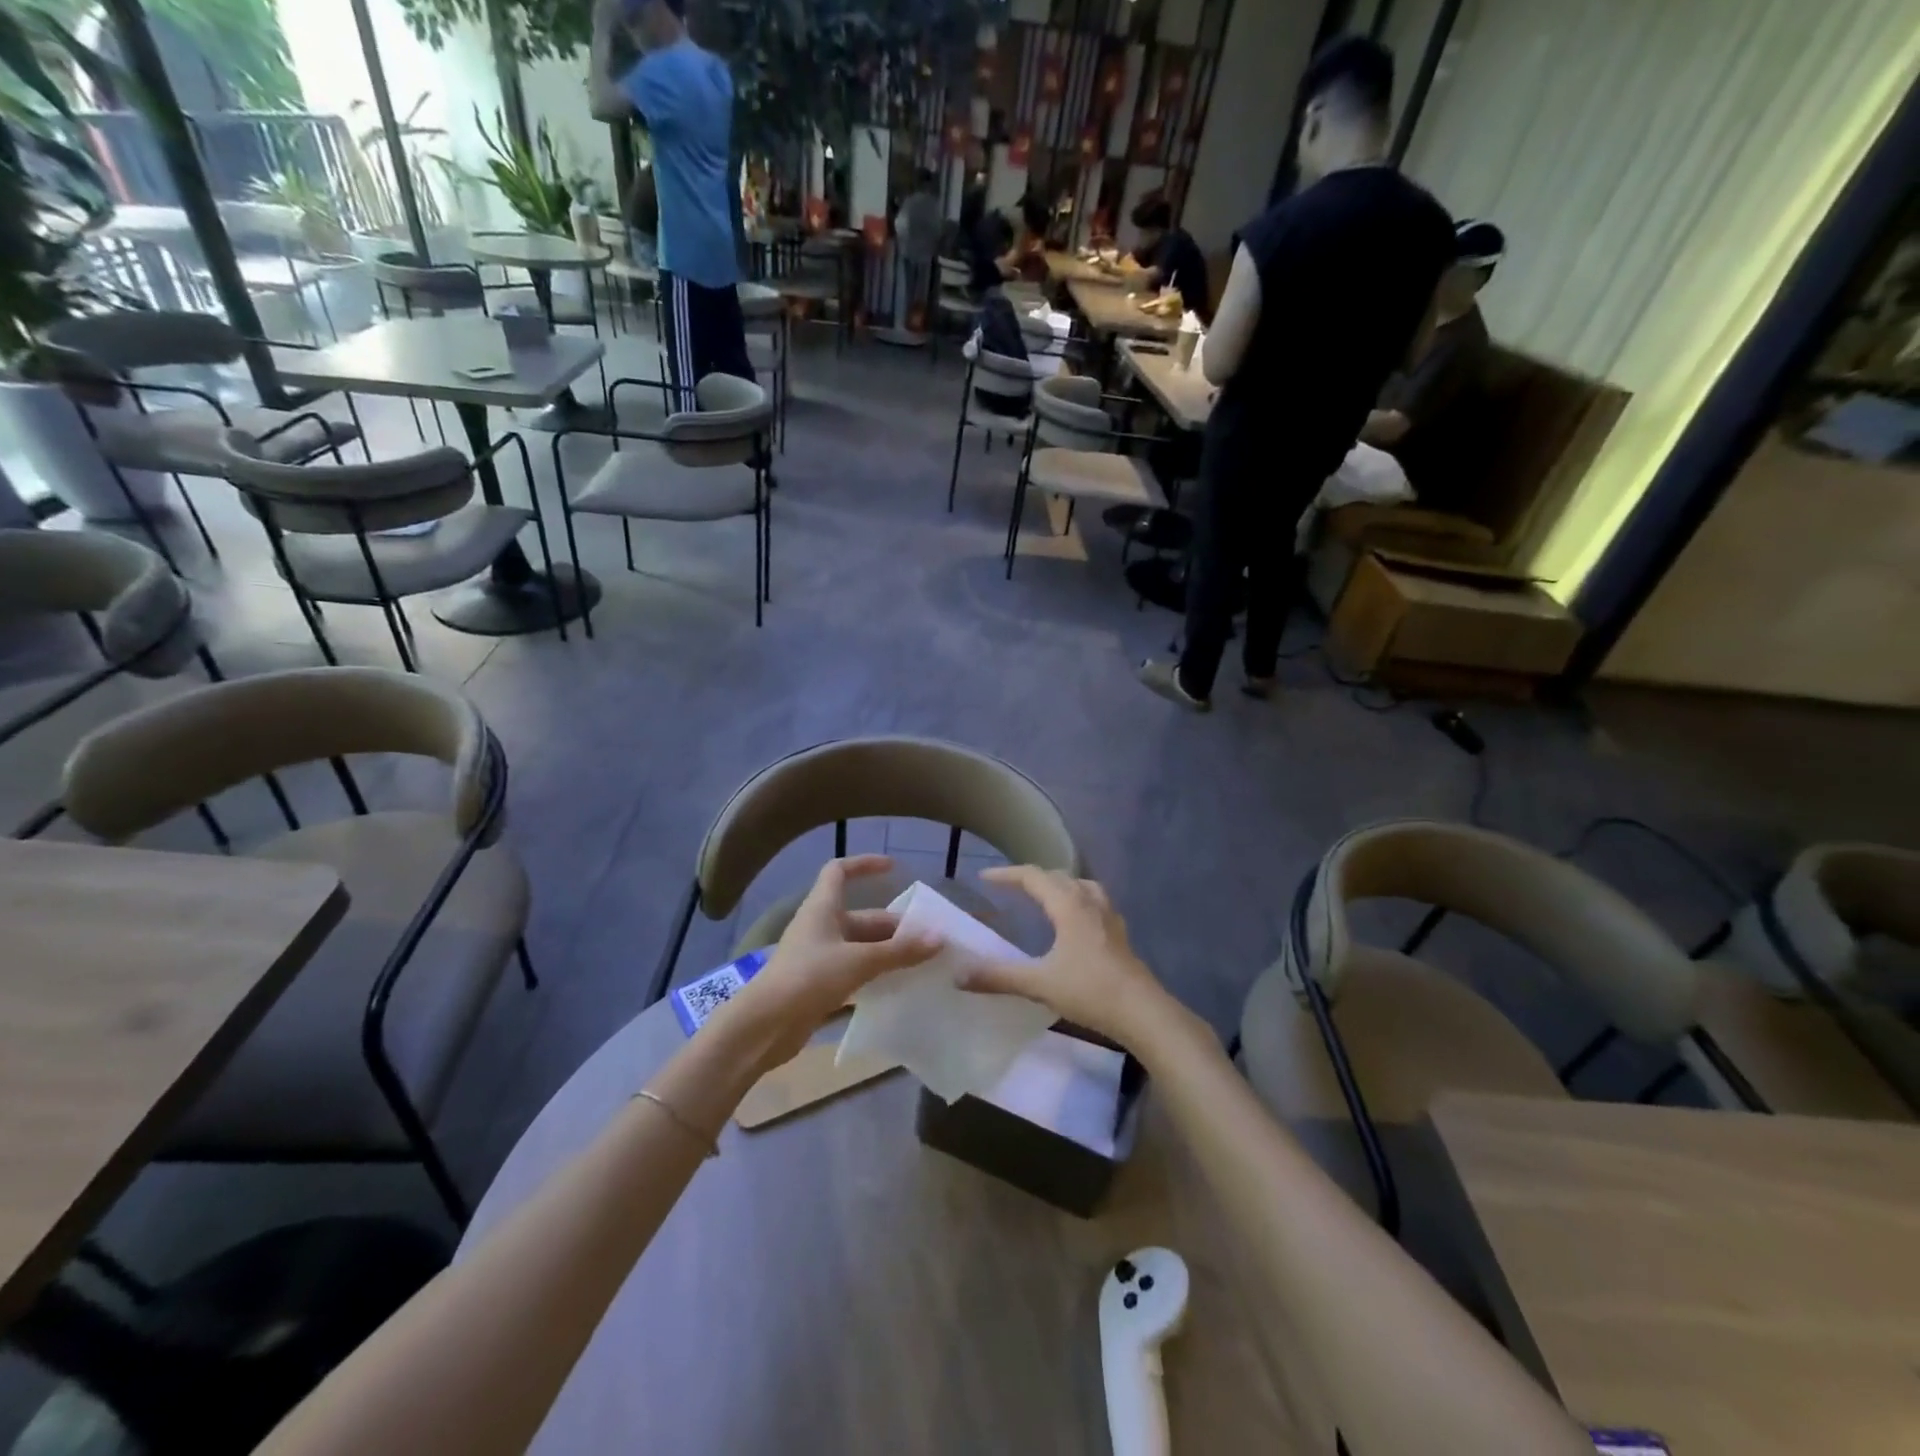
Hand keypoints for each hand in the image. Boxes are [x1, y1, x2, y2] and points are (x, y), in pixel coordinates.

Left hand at [720, 856, 941, 1070]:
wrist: (764, 1026)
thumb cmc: (808, 978)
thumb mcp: (858, 961)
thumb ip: (899, 951)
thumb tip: (939, 939)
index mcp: (822, 908)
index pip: (839, 871)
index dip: (864, 864)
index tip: (893, 868)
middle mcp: (820, 927)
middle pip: (862, 917)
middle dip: (894, 926)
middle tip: (929, 939)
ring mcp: (819, 957)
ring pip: (861, 947)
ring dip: (888, 952)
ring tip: (922, 962)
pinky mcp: (819, 985)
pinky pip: (855, 971)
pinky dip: (876, 975)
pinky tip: (900, 986)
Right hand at [956, 867, 1171, 1048]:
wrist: (1142, 1012)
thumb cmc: (1089, 991)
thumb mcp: (1038, 984)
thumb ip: (998, 977)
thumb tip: (958, 975)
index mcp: (1068, 905)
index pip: (1033, 877)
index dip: (1007, 875)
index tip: (984, 878)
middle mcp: (1089, 902)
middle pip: (1058, 876)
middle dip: (1031, 877)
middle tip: (1009, 887)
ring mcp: (1108, 916)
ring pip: (1081, 885)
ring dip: (1059, 884)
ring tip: (1045, 895)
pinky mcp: (1119, 933)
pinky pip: (1095, 901)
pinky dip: (1078, 899)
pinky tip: (1076, 920)